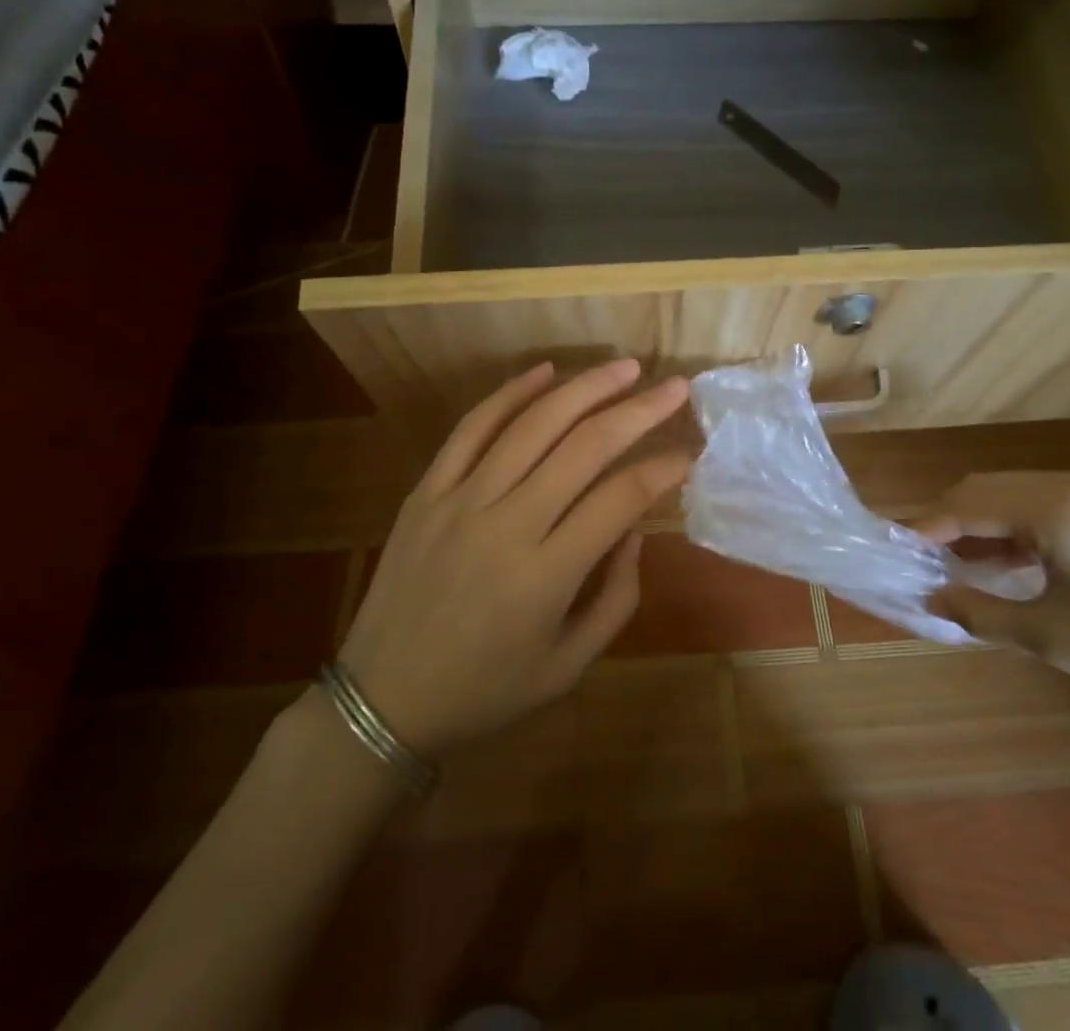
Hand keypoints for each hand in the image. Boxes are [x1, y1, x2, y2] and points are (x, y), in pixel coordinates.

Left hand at [337, 359, 690, 759]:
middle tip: (675, 388)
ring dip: (586, 388)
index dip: (663, 469)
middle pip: (585, 446)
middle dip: (639, 411)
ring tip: (626, 367)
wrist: (380, 702)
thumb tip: (635, 529)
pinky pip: (472, 429)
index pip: (621, 498)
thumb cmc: (484, 691)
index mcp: (546, 576)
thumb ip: (617, 598)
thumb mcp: (568, 667)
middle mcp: (507, 525)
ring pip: (533, 424)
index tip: (689, 454)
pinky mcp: (427, 491)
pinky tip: (546, 371)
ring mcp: (461, 501)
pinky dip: (511, 394)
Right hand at [919, 472, 1069, 757]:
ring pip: (1016, 493)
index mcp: (1057, 508)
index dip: (926, 526)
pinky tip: (1004, 560)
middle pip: (988, 487)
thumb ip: (981, 610)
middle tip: (921, 557)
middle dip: (949, 519)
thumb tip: (931, 595)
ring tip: (954, 561)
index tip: (895, 548)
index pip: (969, 503)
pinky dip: (1015, 526)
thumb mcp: (1053, 638)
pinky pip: (1047, 505)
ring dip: (981, 521)